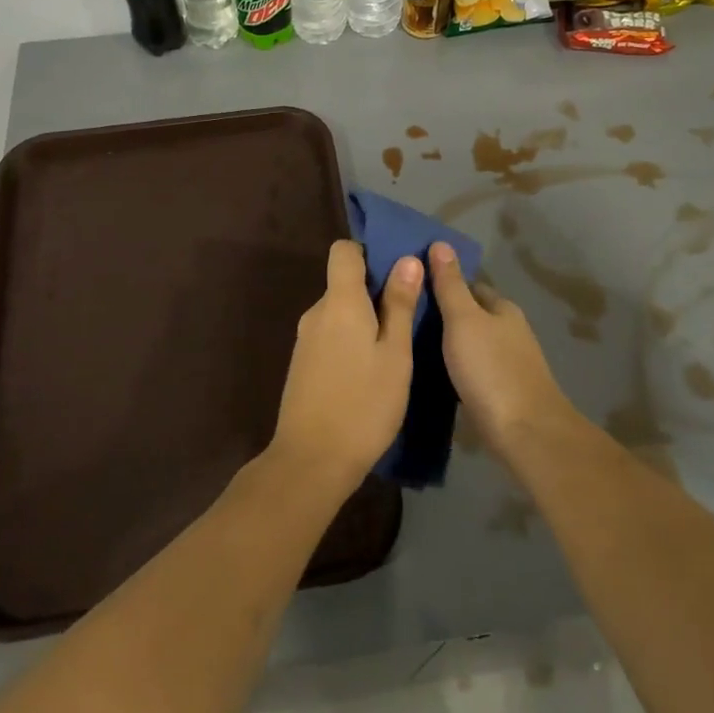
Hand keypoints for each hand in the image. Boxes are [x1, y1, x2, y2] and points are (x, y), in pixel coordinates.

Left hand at [268, 240, 421, 497]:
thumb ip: (400, 305)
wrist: (311, 461)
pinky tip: (371, 371)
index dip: (370, 253)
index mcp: (339, 302)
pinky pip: (331, 336)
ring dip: (366, 320)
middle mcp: (316, 313)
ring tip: (397, 347)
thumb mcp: (395, 354)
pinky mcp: (303, 365)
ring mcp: (305, 340)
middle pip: (344, 283)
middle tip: (411, 315)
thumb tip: (407, 259)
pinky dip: (351, 341)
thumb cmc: (363, 404)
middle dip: (375, 291)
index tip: (398, 273)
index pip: (344, 251)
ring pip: (339, 313)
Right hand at [427, 241, 574, 453]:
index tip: (412, 287)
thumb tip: (441, 243)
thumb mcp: (463, 320)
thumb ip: (450, 285)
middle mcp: (509, 331)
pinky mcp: (503, 391)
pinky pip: (473, 369)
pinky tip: (434, 374)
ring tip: (411, 345)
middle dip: (444, 314)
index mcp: (503, 309)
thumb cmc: (491, 369)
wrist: (524, 432)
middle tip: (405, 317)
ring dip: (449, 342)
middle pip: (472, 314)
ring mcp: (508, 363)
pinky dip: (456, 367)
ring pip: (472, 343)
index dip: (443, 283)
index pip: (470, 285)